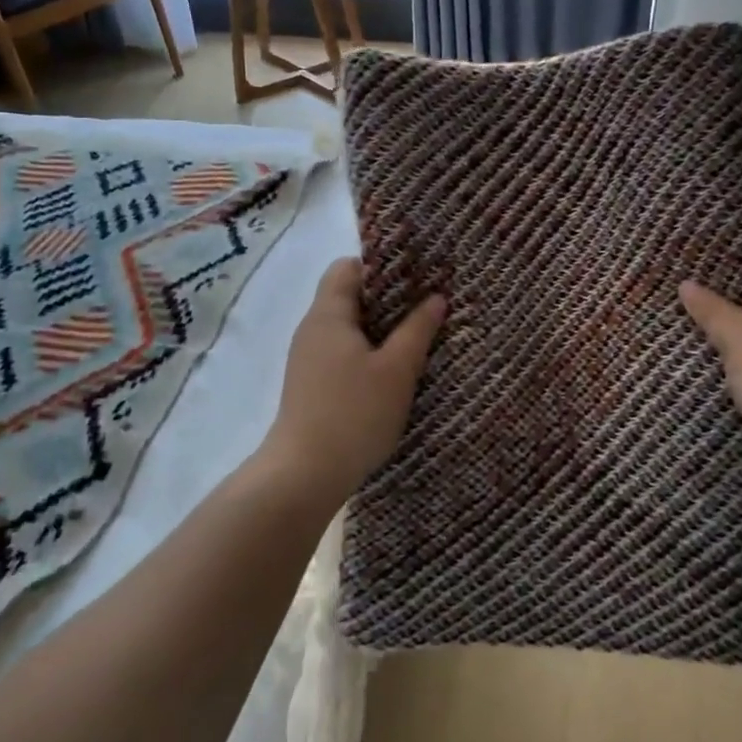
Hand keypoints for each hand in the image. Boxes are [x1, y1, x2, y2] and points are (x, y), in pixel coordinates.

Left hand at [263, 257, 446, 498]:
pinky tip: (392, 371)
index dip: (381, 267)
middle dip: (388, 299)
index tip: (416, 278)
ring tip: (417, 338)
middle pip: (348, 296)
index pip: (347, 267)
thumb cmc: (355, 413)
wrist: (305, 474)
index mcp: (328, 315)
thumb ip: (417, 329)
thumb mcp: (397, 370)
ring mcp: (308, 359)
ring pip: (348, 328)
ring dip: (380, 329)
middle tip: (426, 307)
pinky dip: (367, 353)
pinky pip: (342, 353)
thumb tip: (436, 297)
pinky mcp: (311, 384)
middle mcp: (312, 329)